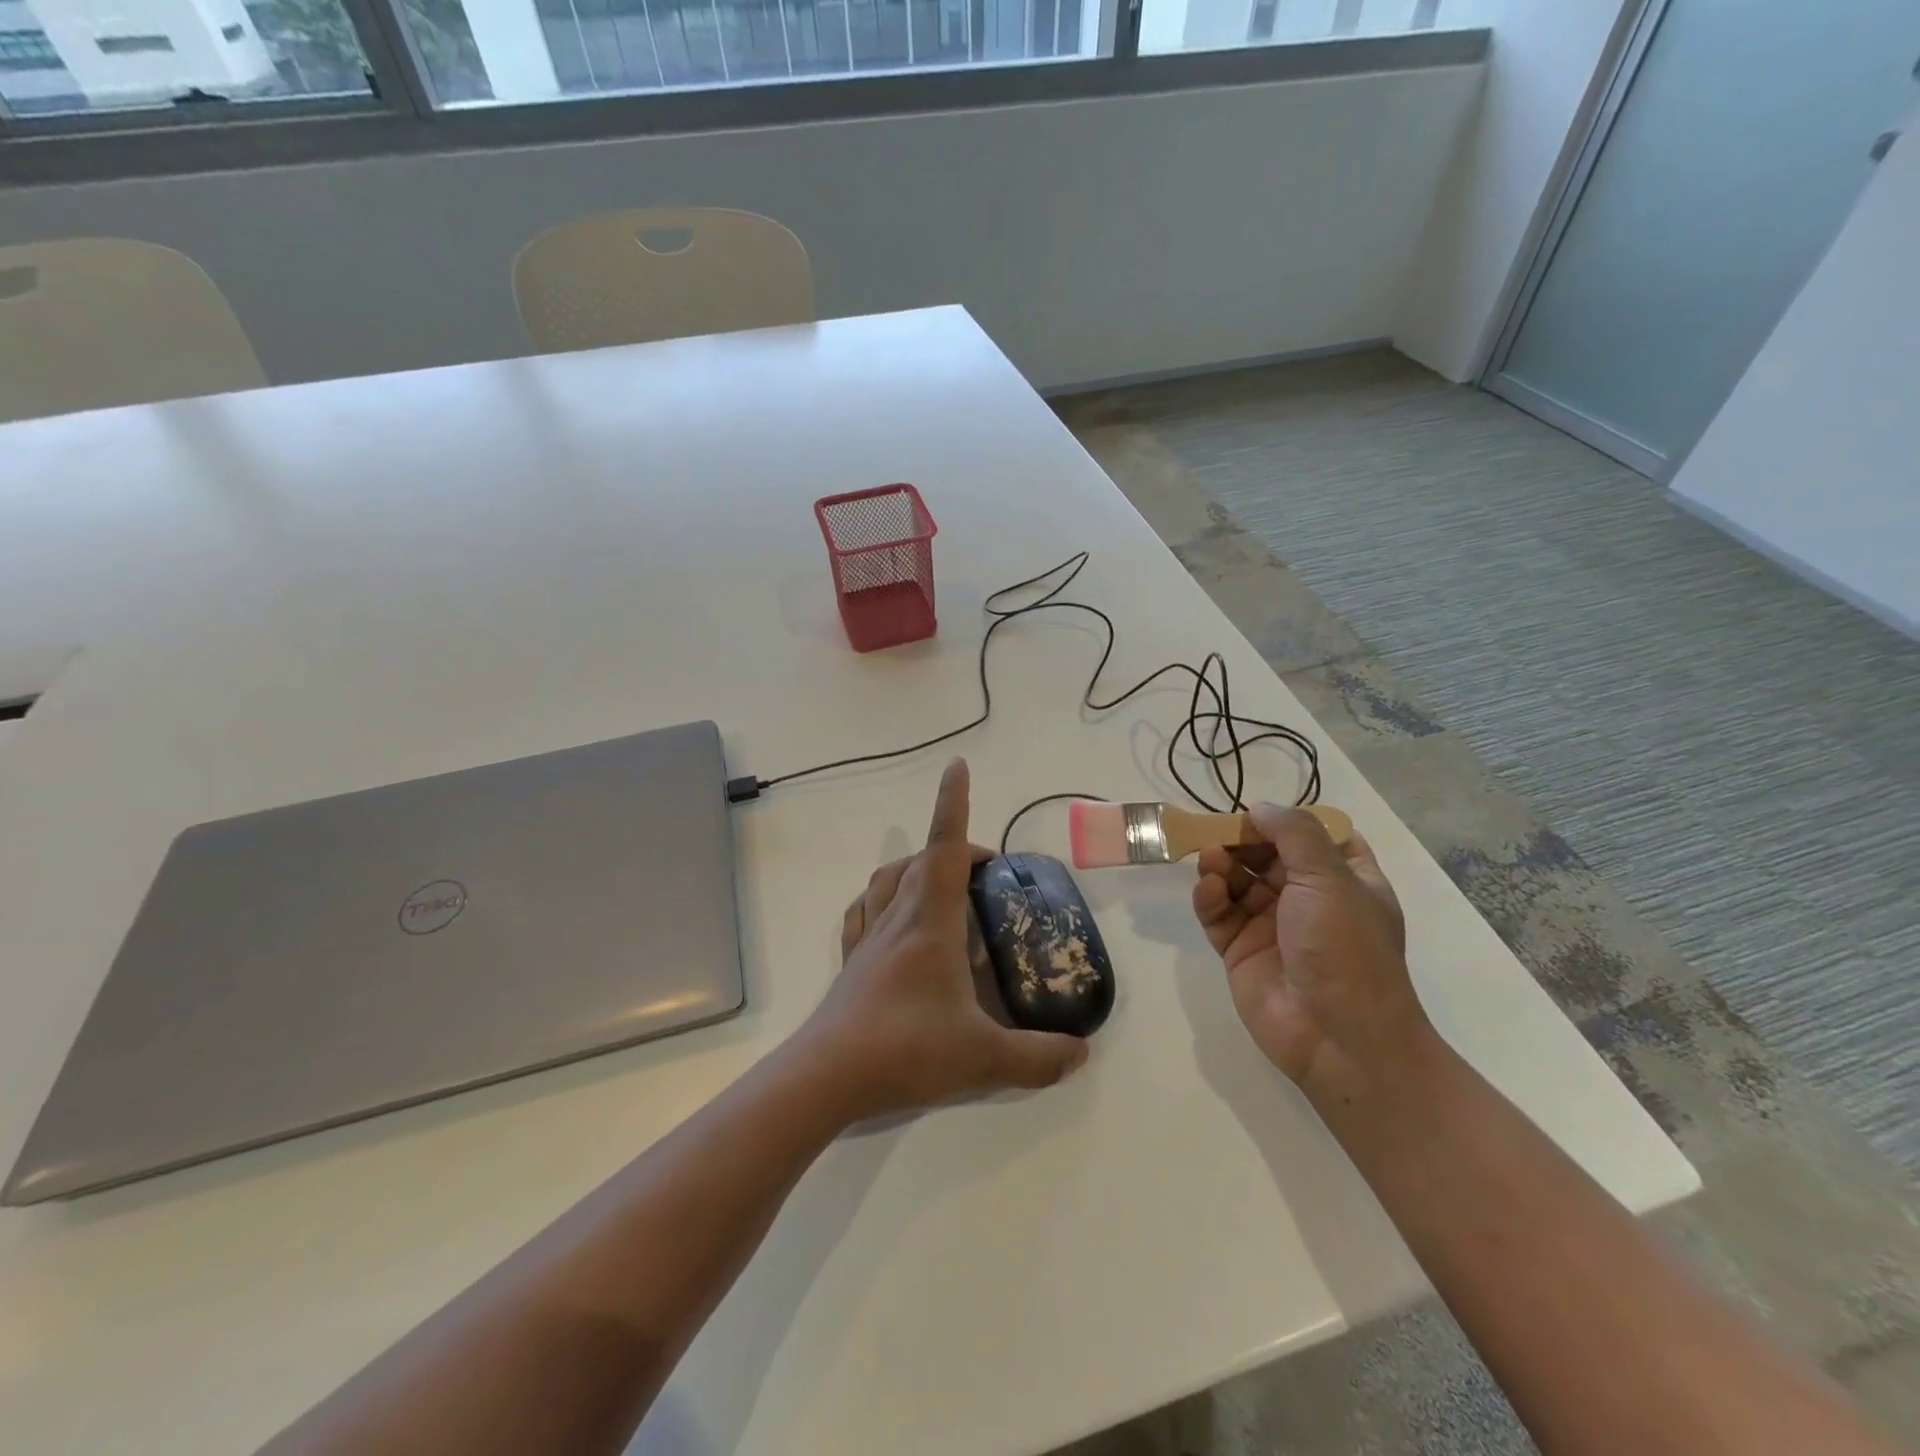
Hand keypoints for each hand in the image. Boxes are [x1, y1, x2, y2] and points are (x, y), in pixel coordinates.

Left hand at [795, 758, 1089, 1121]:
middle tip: (987, 870)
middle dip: (956, 848)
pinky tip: (891, 914)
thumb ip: (1038, 1058)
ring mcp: (869, 939)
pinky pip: (863, 911)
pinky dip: (881, 897)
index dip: (952, 803)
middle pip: (922, 860)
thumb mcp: (985, 1060)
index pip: (945, 848)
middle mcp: (898, 918)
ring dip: (916, 866)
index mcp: (931, 922)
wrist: (826, 1077)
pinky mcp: (851, 962)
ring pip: (888, 879)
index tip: (956, 767)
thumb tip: (1082, 1053)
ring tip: (942, 882)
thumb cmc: (907, 1051)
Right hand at [1192, 804, 1432, 1109]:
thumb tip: (1260, 807)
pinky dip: (1210, 897)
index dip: (1287, 823)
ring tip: (1211, 860)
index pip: (1315, 838)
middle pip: (1267, 855)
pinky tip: (1209, 889)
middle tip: (1219, 831)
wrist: (1339, 1037)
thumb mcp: (1330, 878)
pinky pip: (1218, 913)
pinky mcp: (1241, 950)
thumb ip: (1293, 833)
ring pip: (1238, 881)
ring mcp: (1272, 926)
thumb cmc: (1345, 948)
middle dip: (1243, 840)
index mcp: (1345, 881)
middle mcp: (1308, 900)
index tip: (1260, 813)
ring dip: (1223, 865)